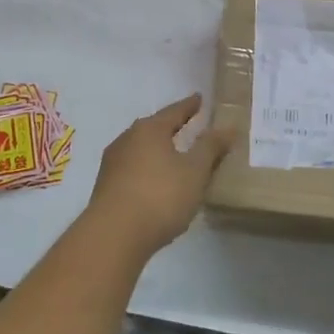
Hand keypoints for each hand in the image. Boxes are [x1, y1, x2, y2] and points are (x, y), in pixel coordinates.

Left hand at [86, 94, 232, 256]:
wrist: (114, 235)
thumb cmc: (160, 196)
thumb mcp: (194, 172)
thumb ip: (211, 148)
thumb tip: (228, 127)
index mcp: (149, 130)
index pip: (174, 111)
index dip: (189, 106)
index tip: (199, 98)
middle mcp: (127, 140)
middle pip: (153, 128)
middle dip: (170, 126)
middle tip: (187, 124)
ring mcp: (112, 163)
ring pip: (140, 148)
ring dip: (157, 149)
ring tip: (173, 154)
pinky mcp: (106, 186)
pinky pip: (132, 168)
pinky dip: (147, 168)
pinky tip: (155, 181)